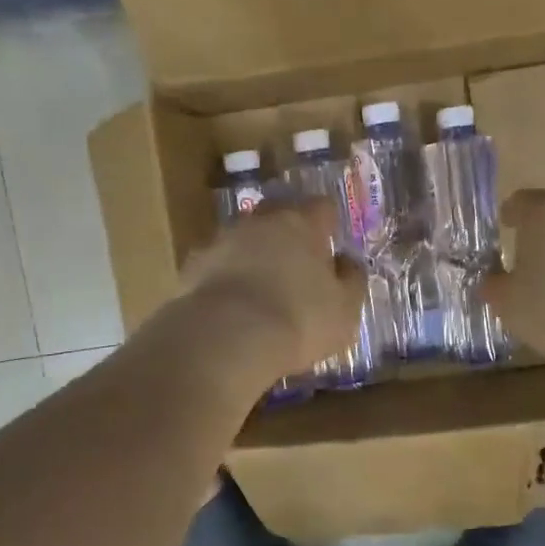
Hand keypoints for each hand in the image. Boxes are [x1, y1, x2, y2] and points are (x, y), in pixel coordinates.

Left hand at [178, 200, 365, 384]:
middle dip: (287, 232)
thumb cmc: (299, 320)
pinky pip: (217, 265)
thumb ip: (351, 280)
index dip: (328, 222)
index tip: (331, 241)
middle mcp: (260, 221)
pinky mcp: (193, 266)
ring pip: (243, 238)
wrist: (226, 338)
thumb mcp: (344, 309)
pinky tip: (231, 304)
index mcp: (302, 224)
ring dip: (253, 254)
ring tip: (261, 286)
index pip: (322, 207)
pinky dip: (226, 277)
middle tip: (296, 261)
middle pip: (277, 214)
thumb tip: (347, 262)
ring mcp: (222, 240)